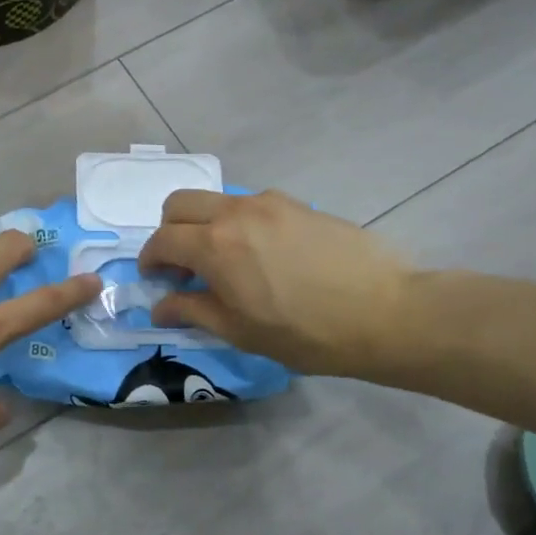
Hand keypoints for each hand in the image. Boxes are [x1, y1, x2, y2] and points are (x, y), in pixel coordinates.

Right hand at [139, 190, 412, 378]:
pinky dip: (239, 223)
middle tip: (182, 265)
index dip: (150, 260)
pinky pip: (252, 205)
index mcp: (215, 245)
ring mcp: (270, 202)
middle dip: (169, 230)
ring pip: (217, 201)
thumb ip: (193, 311)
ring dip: (205, 225)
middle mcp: (236, 212)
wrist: (385, 313)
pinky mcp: (299, 204)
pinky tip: (263, 255)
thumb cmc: (305, 333)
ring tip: (226, 262)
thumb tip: (160, 307)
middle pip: (180, 203)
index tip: (155, 279)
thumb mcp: (240, 331)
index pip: (162, 240)